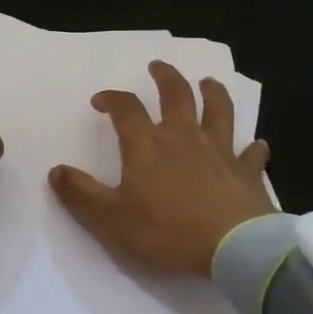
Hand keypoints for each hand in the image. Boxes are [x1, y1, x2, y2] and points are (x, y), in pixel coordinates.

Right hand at [48, 61, 273, 275]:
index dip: (111, 99)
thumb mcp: (111, 218)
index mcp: (147, 144)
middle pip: (176, 94)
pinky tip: (257, 144)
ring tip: (208, 82)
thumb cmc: (167, 230)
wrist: (233, 247)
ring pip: (218, 110)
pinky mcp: (247, 171)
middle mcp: (184, 136)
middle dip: (165, 77)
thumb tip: (55, 171)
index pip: (125, 108)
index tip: (101, 100)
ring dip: (212, 93)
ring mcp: (220, 150)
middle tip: (157, 66)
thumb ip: (80, 194)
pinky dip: (253, 147)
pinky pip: (252, 153)